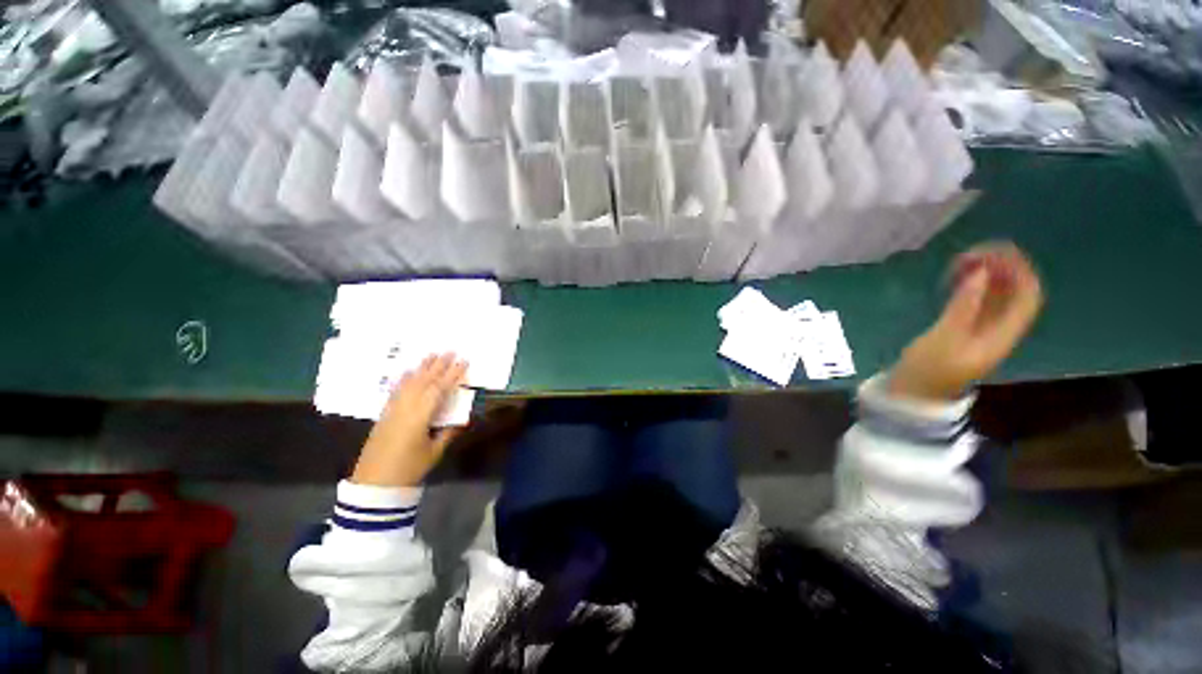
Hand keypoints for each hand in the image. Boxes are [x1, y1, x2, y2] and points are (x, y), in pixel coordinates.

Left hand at [352, 354, 467, 487]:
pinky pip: (396, 390)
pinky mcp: (384, 414)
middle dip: (438, 365)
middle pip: (424, 381)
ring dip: (422, 368)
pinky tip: (408, 371)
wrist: (374, 484)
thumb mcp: (434, 451)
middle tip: (450, 350)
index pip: (439, 389)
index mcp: (420, 416)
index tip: (463, 361)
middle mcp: (405, 407)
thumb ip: (447, 432)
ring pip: (409, 383)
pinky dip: (404, 379)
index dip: (453, 375)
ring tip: (432, 354)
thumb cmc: (409, 469)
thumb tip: (460, 419)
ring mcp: (393, 409)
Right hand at [889, 243, 1043, 400]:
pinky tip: (957, 278)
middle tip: (969, 254)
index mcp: (1003, 333)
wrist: (914, 392)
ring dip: (986, 273)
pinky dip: (974, 284)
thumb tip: (980, 271)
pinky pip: (982, 299)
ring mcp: (985, 327)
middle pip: (1015, 290)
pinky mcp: (968, 327)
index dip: (1017, 269)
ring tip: (960, 261)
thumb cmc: (929, 368)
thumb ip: (964, 305)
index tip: (990, 252)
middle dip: (999, 267)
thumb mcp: (945, 337)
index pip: (1027, 295)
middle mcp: (1001, 328)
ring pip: (998, 293)